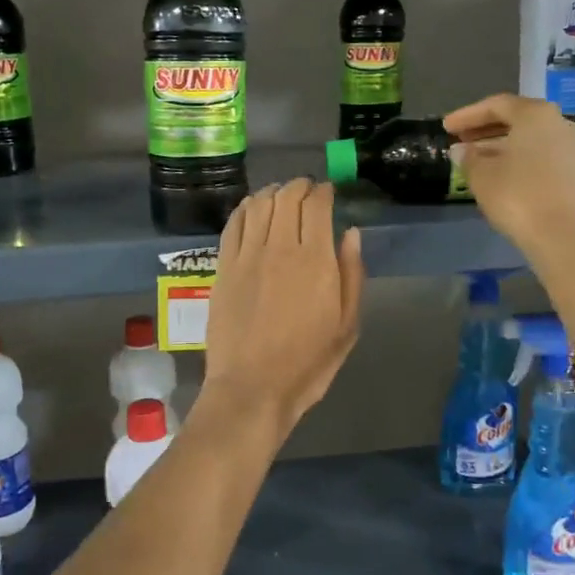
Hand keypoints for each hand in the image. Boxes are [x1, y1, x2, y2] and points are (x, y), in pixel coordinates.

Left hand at [203, 179, 364, 435]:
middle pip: (287, 197)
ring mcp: (247, 256)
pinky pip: (233, 224)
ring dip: (273, 192)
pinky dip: (245, 208)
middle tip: (307, 190)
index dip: (324, 191)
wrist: (252, 387)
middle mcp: (280, 248)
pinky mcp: (223, 267)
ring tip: (281, 195)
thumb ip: (351, 274)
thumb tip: (351, 232)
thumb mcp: (346, 325)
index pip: (318, 205)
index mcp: (316, 260)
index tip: (329, 191)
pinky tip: (252, 208)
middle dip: (300, 186)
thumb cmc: (308, 363)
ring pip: (259, 204)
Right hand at [444, 95, 574, 261]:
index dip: (467, 115)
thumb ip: (468, 157)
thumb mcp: (481, 175)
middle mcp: (558, 122)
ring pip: (529, 137)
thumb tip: (461, 150)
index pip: (496, 105)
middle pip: (516, 118)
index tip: (446, 128)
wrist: (560, 234)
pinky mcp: (574, 170)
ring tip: (474, 158)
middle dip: (485, 128)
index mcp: (535, 114)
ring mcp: (571, 146)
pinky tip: (498, 172)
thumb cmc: (516, 195)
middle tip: (459, 139)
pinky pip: (540, 153)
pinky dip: (517, 157)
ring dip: (500, 144)